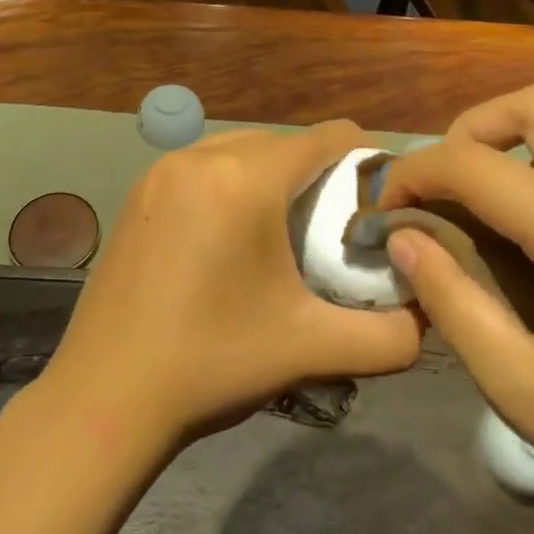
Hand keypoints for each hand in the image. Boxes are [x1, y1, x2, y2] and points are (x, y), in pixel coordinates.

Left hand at [46, 122, 424, 443]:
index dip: (364, 158)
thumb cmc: (212, 363)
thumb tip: (429, 318)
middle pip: (285, 142)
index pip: (327, 137)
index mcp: (246, 179)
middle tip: (332, 228)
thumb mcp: (310, 349)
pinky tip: (229, 237)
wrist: (104, 397)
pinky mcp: (139, 190)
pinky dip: (230, 183)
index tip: (378, 200)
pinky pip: (204, 166)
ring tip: (283, 231)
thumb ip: (387, 337)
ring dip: (272, 176)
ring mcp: (163, 169)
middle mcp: (202, 157)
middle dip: (317, 174)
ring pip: (242, 149)